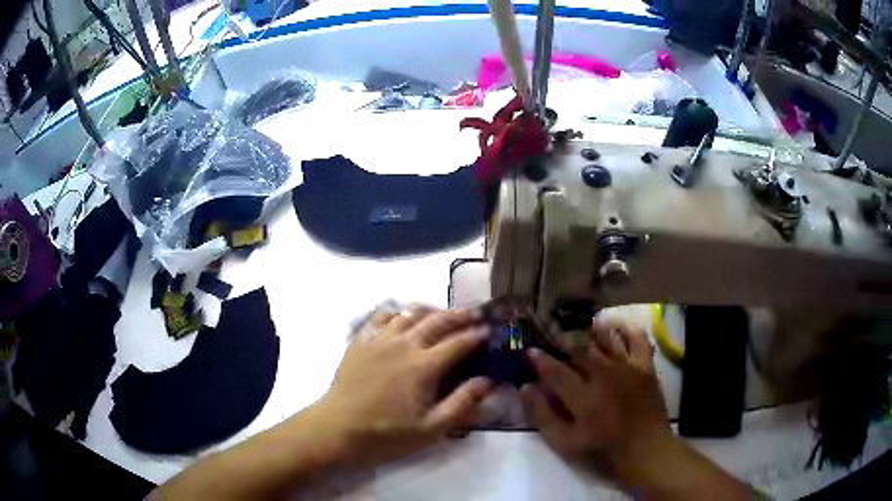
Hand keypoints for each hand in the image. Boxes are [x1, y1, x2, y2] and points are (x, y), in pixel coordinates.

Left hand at [314, 306, 492, 467]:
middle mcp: (404, 344)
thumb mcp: (431, 429)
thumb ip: (461, 404)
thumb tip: (487, 381)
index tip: (489, 332)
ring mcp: (379, 339)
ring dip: (430, 310)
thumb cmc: (386, 433)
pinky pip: (381, 317)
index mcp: (423, 366)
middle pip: (436, 321)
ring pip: (409, 313)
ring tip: (442, 313)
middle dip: (459, 315)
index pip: (457, 343)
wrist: (338, 428)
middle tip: (474, 314)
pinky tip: (401, 318)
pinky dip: (396, 313)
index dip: (476, 336)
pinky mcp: (360, 341)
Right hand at [521, 318, 674, 482]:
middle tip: (552, 337)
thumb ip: (543, 415)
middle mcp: (604, 375)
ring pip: (605, 339)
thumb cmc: (601, 447)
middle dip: (561, 341)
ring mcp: (627, 367)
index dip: (540, 360)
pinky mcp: (645, 365)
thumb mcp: (564, 441)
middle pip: (579, 350)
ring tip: (580, 330)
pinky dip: (625, 329)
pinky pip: (637, 338)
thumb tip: (525, 388)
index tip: (530, 351)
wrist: (644, 447)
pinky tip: (614, 327)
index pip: (555, 371)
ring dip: (589, 332)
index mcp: (583, 397)